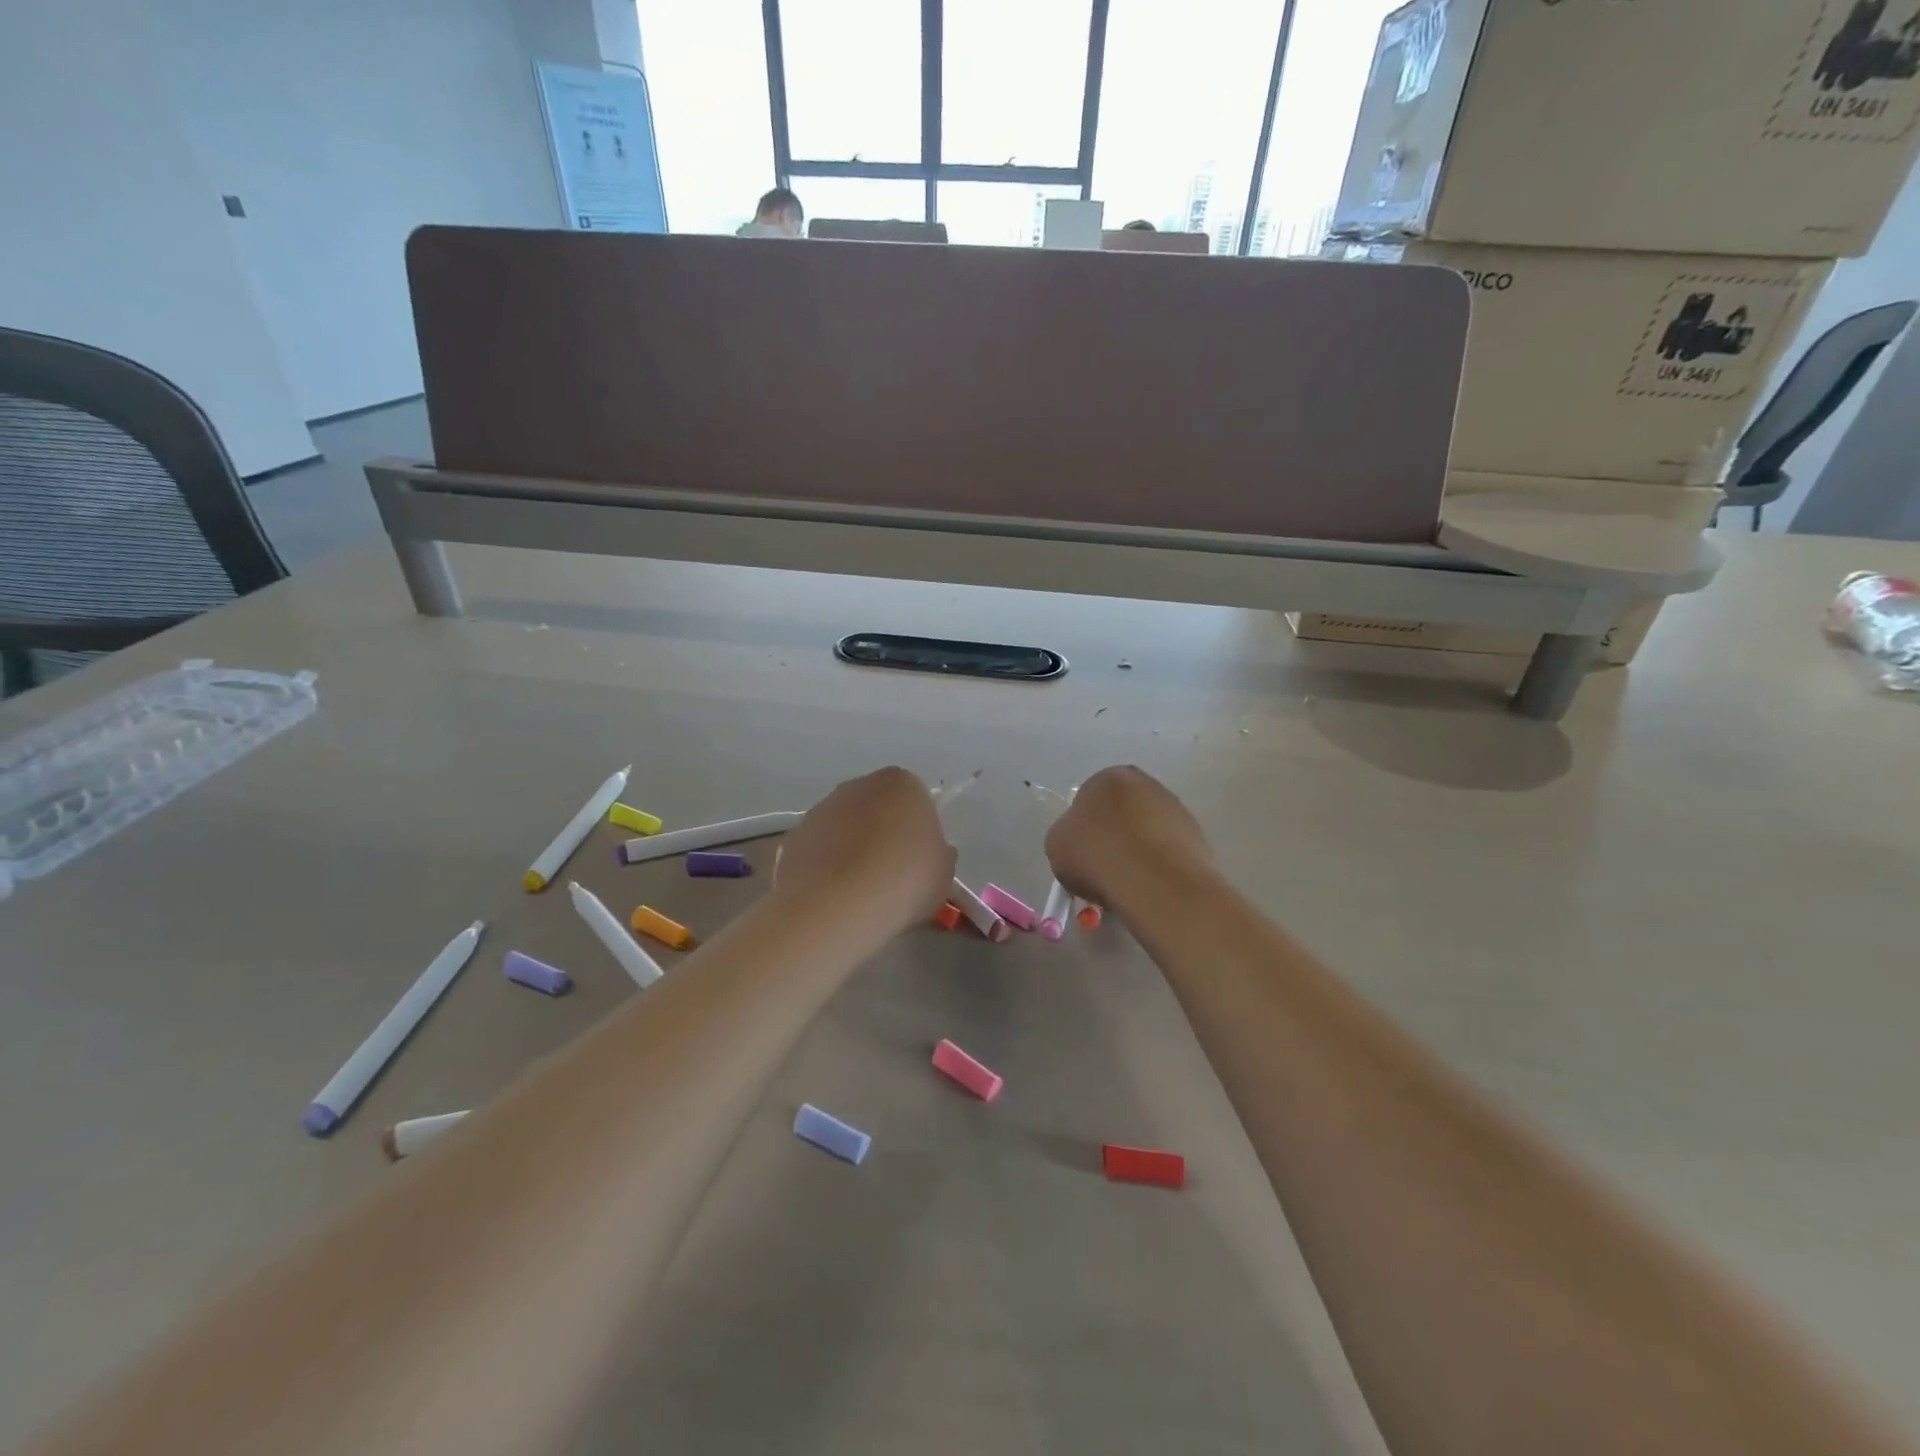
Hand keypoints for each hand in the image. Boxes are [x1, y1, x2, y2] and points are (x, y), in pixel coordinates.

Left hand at [774, 767, 955, 937]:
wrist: (838, 906)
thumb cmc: (905, 880)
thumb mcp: (944, 872)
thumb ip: (939, 854)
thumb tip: (931, 852)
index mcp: (901, 784)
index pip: (915, 798)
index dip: (918, 829)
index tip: (919, 859)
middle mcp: (858, 785)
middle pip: (876, 808)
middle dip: (882, 834)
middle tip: (892, 875)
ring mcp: (821, 809)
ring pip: (844, 828)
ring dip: (851, 849)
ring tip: (860, 892)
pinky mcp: (793, 837)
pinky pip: (819, 850)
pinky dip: (825, 867)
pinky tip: (833, 898)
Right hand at [1045, 766, 1213, 908]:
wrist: (1152, 878)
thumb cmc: (1094, 852)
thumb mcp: (1056, 845)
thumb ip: (1067, 838)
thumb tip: (1080, 845)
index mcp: (1108, 777)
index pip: (1089, 799)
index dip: (1083, 831)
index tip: (1082, 857)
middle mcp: (1145, 784)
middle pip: (1122, 814)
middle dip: (1113, 839)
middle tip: (1103, 872)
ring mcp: (1176, 809)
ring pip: (1147, 833)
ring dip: (1137, 853)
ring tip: (1127, 886)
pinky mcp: (1198, 836)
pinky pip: (1168, 852)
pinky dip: (1158, 867)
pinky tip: (1149, 888)